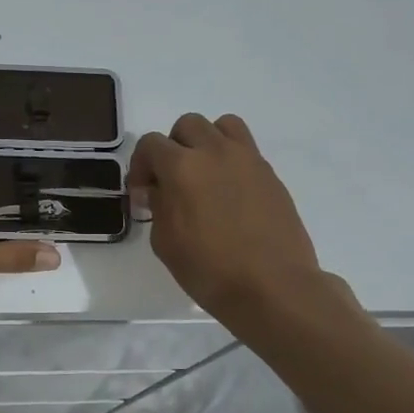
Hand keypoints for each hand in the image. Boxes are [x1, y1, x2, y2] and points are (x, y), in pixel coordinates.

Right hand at [127, 113, 336, 327]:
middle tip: (172, 181)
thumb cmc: (210, 270)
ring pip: (222, 126)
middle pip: (188, 125)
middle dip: (173, 148)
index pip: (151, 143)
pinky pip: (246, 149)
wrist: (273, 287)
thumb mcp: (166, 243)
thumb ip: (158, 206)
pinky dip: (231, 160)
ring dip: (207, 142)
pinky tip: (230, 194)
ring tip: (205, 175)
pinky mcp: (270, 174)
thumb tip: (159, 191)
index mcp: (182, 167)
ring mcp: (248, 160)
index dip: (141, 165)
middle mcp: (215, 152)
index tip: (143, 193)